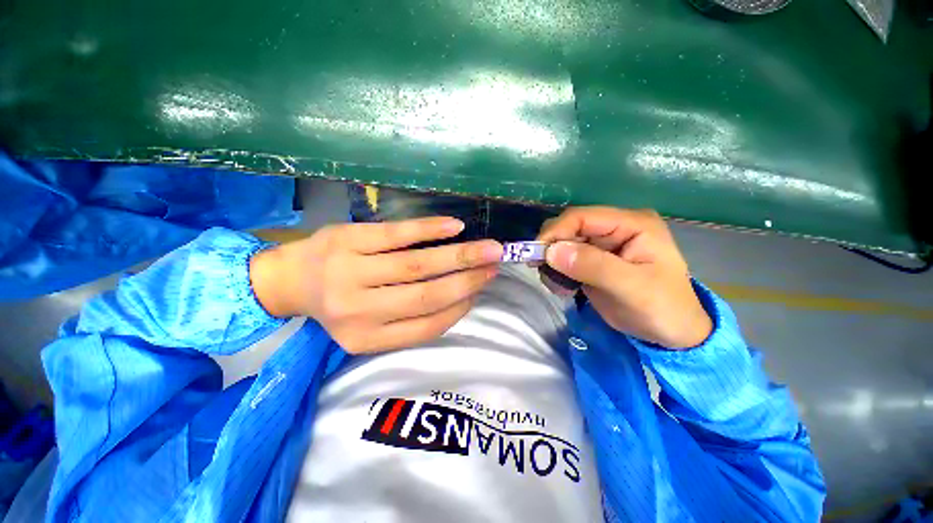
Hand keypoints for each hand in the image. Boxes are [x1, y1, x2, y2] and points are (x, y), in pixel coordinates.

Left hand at [249, 217, 502, 353]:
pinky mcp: (349, 239)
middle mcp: (358, 311)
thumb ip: (412, 318)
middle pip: (426, 295)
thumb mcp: (371, 325)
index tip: (480, 290)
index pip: (427, 326)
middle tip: (495, 264)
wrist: (289, 280)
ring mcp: (351, 271)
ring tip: (488, 248)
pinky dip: (429, 229)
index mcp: (367, 338)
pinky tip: (455, 227)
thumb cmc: (339, 304)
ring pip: (417, 265)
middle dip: (468, 280)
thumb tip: (460, 295)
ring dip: (459, 255)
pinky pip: (396, 234)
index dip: (460, 307)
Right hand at [537, 207, 711, 348]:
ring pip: (563, 243)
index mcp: (632, 224)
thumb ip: (593, 266)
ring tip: (556, 285)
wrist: (672, 333)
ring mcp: (603, 244)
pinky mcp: (593, 260)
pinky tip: (561, 287)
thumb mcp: (632, 287)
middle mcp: (615, 228)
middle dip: (551, 247)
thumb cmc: (663, 309)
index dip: (556, 231)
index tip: (536, 254)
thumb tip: (551, 251)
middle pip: (569, 227)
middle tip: (541, 270)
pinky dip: (556, 270)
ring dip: (551, 261)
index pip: (583, 216)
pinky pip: (565, 258)